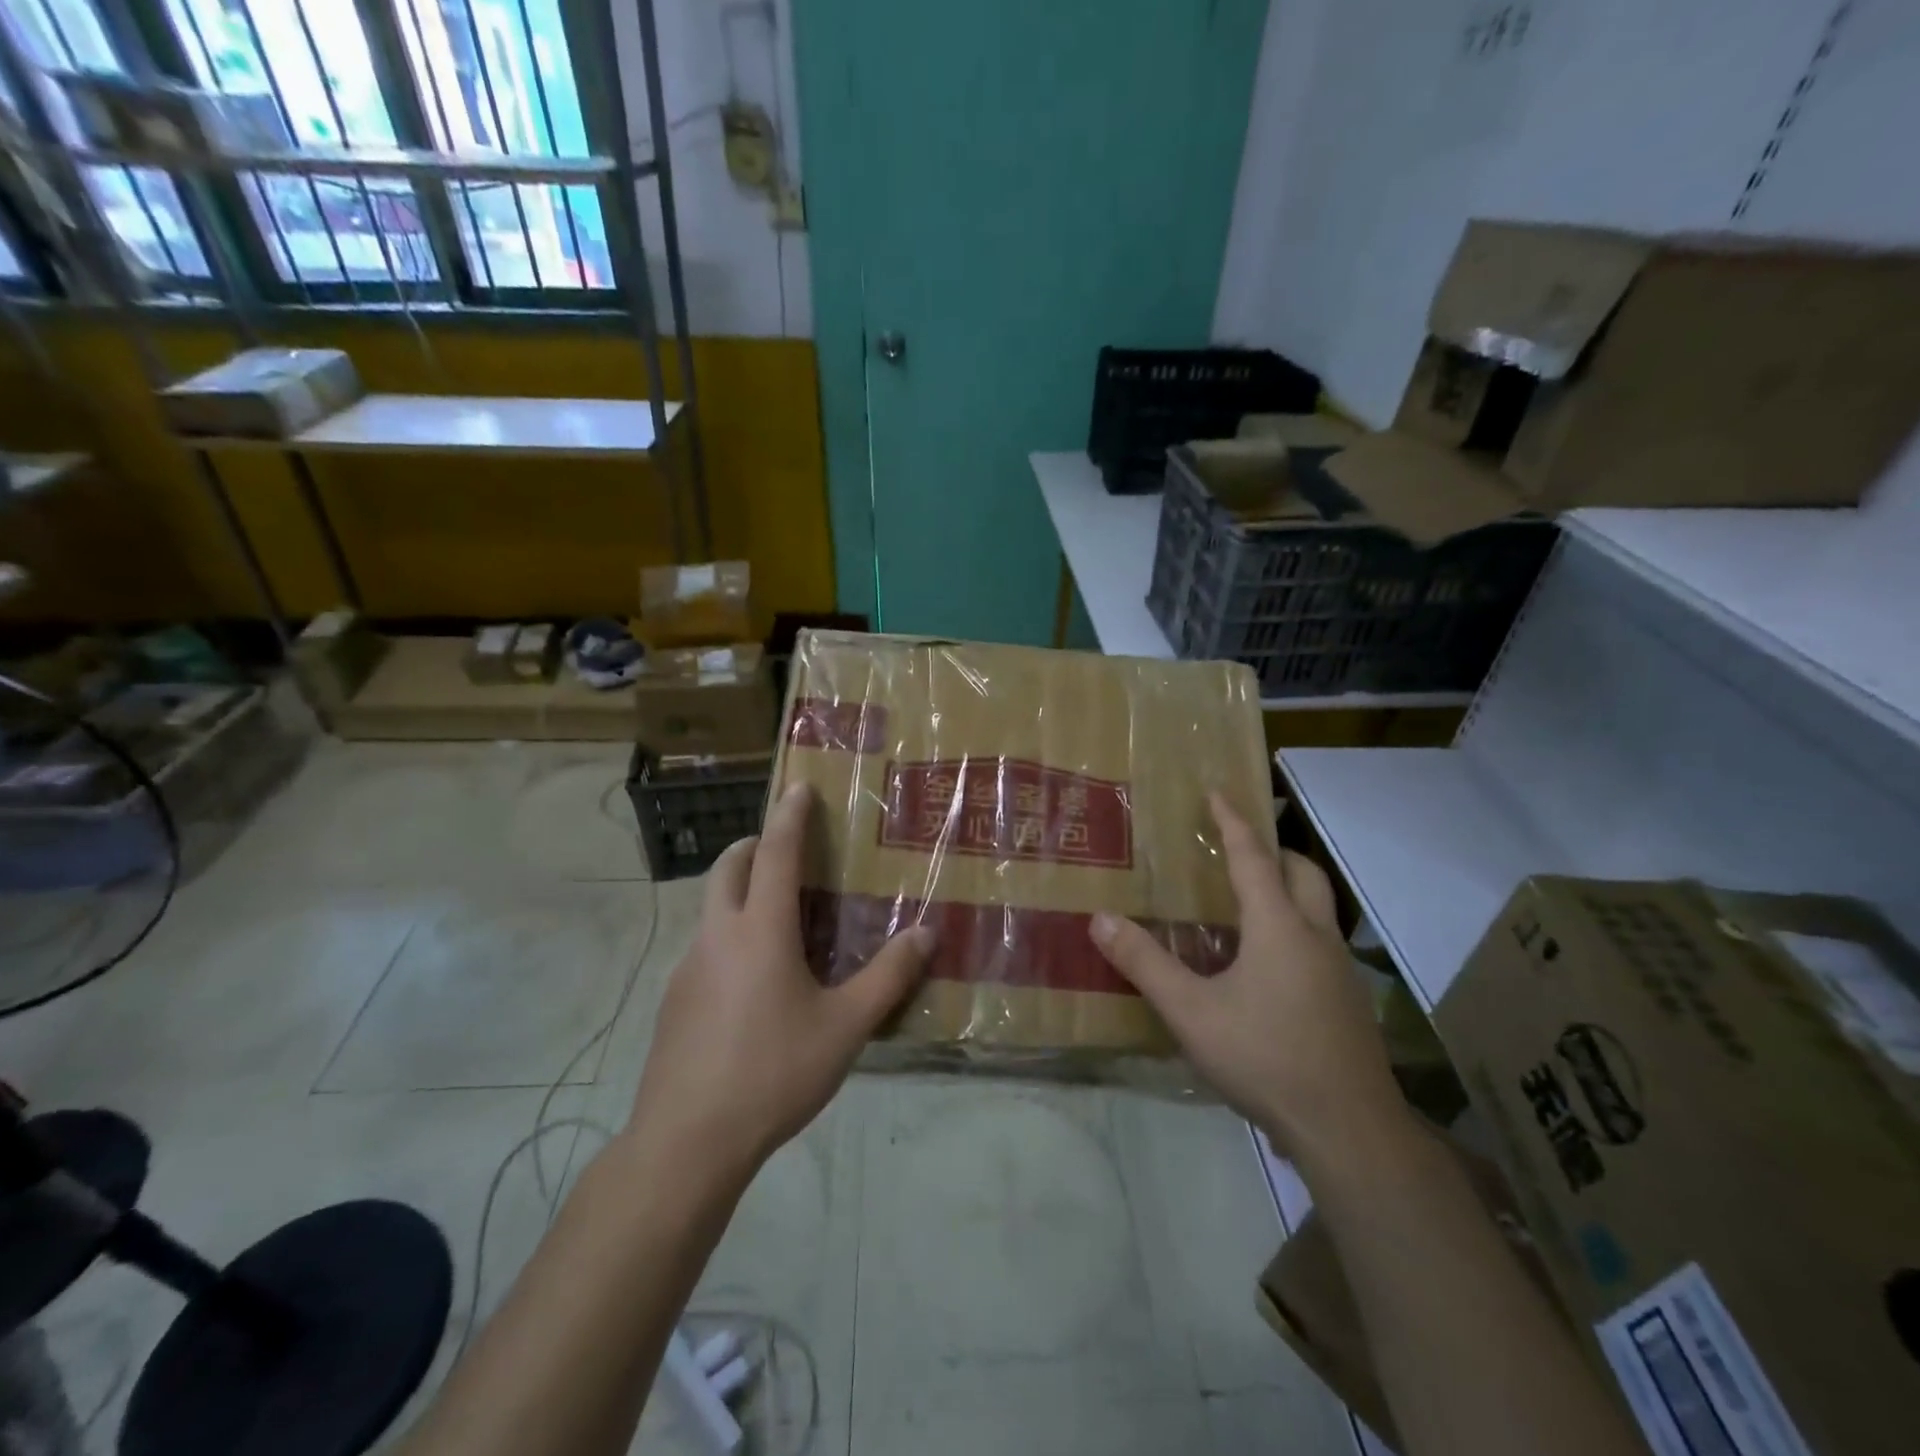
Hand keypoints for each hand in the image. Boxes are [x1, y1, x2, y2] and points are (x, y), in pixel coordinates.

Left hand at [627, 783, 933, 1182]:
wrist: (687, 1141)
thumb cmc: (773, 1072)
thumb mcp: (845, 1027)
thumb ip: (888, 978)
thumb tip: (926, 934)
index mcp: (761, 930)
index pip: (777, 852)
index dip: (790, 815)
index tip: (798, 786)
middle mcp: (719, 935)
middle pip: (729, 867)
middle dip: (755, 845)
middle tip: (787, 851)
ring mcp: (688, 967)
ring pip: (712, 906)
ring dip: (740, 891)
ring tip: (778, 918)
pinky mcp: (674, 999)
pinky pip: (705, 946)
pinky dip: (729, 935)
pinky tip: (752, 982)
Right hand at [1089, 794, 1410, 1172]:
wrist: (1349, 1129)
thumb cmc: (1266, 1057)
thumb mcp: (1191, 1012)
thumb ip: (1145, 964)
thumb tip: (1100, 919)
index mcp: (1278, 926)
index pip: (1253, 857)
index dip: (1233, 822)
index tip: (1218, 792)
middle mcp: (1315, 936)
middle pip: (1303, 872)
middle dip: (1274, 850)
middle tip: (1239, 849)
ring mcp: (1340, 970)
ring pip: (1319, 907)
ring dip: (1289, 889)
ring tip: (1249, 902)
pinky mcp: (1348, 1001)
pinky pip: (1321, 942)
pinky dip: (1296, 927)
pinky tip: (1269, 964)